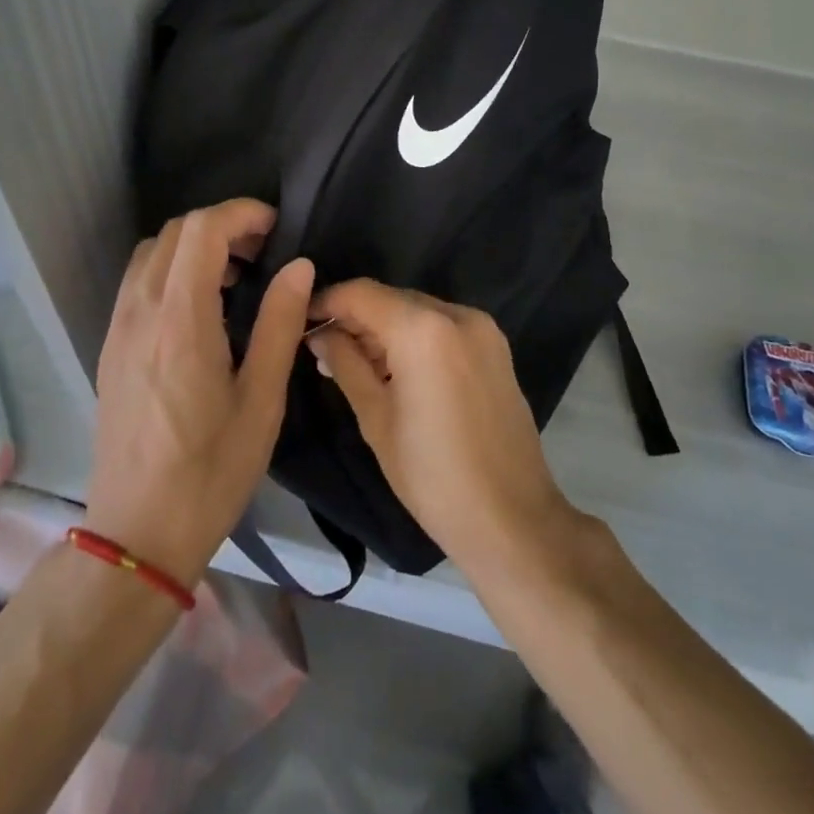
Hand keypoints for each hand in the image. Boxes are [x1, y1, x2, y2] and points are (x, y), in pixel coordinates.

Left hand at [85, 200, 313, 588]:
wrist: (136, 534)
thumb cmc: (209, 472)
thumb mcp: (261, 400)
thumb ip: (280, 323)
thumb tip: (299, 265)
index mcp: (180, 320)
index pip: (202, 230)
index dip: (242, 213)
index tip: (277, 229)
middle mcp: (140, 311)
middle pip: (175, 232)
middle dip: (221, 225)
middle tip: (263, 252)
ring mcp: (118, 328)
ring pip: (152, 253)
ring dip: (194, 246)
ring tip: (236, 278)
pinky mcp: (111, 347)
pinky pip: (138, 282)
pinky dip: (172, 271)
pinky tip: (202, 309)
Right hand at [307, 280, 575, 575]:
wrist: (512, 520)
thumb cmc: (432, 475)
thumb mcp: (376, 419)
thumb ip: (345, 364)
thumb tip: (320, 335)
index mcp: (423, 329)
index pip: (362, 293)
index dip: (327, 302)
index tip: (300, 322)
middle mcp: (456, 315)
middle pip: (392, 299)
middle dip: (356, 319)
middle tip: (324, 351)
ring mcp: (483, 330)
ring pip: (418, 312)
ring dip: (385, 330)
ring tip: (355, 366)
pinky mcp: (496, 349)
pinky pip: (443, 328)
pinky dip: (415, 339)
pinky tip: (395, 371)